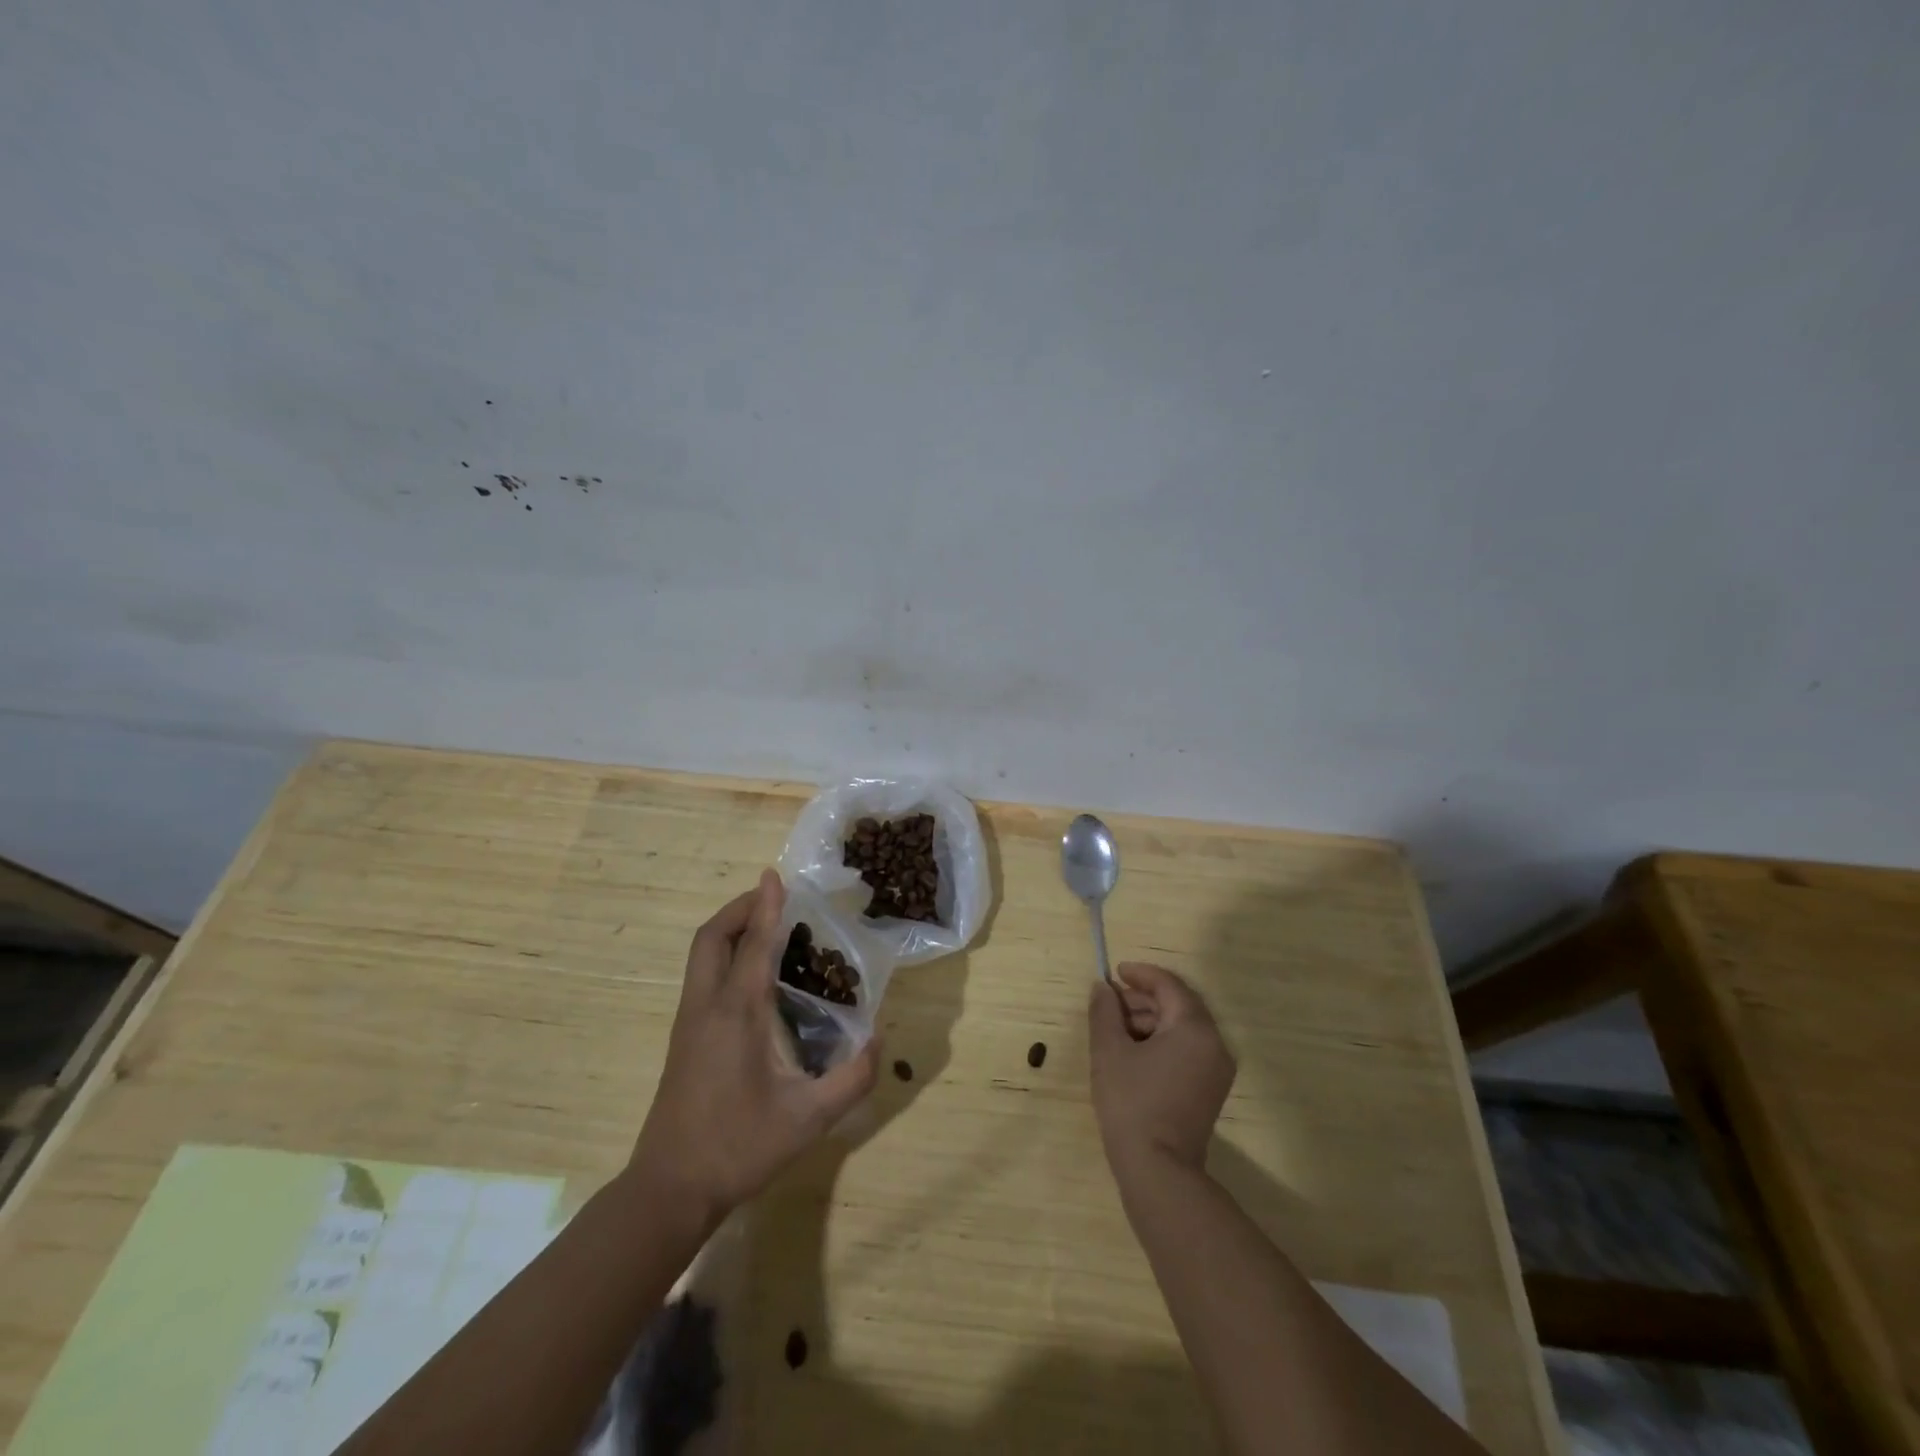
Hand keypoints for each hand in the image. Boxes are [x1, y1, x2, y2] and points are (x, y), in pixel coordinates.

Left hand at [628, 870, 879, 1227]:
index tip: (775, 874)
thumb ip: (851, 1079)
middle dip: (740, 909)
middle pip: (712, 937)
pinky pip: (703, 976)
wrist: (670, 1189)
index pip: (754, 944)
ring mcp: (689, 1022)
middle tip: (773, 900)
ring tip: (768, 929)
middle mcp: (707, 1006)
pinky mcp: (684, 1038)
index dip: (767, 906)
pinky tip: (754, 977)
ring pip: (702, 955)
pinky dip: (726, 955)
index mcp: (736, 1013)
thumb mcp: (808, 1119)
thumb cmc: (738, 1147)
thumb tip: (878, 1041)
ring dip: (731, 930)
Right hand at [1088, 962, 1235, 1178]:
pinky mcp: (1210, 1091)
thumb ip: (1104, 1011)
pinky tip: (1133, 1054)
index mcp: (1194, 1029)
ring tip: (1115, 1030)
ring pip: (1182, 1028)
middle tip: (1110, 1004)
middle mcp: (1214, 1044)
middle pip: (1178, 1005)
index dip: (1141, 974)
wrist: (1158, 1171)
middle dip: (1142, 999)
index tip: (1115, 972)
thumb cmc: (1132, 1103)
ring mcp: (1216, 1070)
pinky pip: (1187, 1050)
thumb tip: (1102, 987)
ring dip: (1149, 1021)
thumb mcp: (1109, 1051)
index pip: (1169, 985)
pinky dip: (1161, 1042)